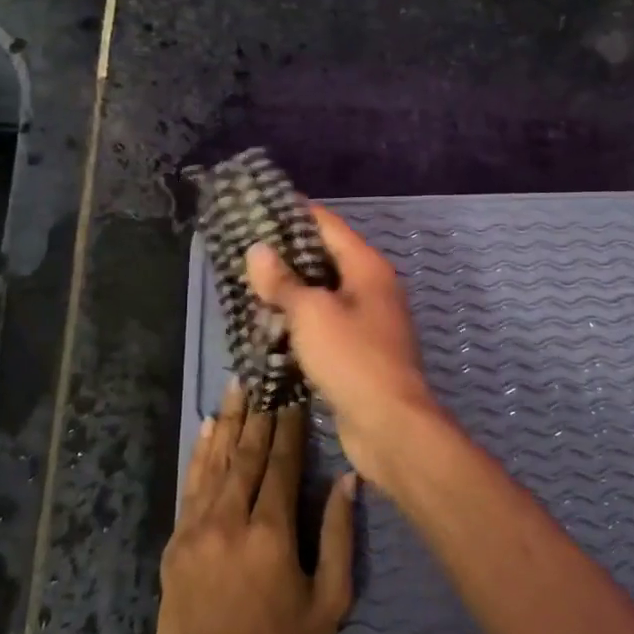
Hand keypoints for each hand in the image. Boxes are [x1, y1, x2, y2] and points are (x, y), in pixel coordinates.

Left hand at [155, 380, 356, 633]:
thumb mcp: (330, 600)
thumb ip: (339, 535)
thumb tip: (347, 479)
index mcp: (271, 532)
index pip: (281, 463)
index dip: (288, 425)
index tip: (293, 394)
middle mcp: (230, 520)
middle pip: (246, 454)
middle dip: (258, 413)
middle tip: (264, 378)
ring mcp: (196, 530)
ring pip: (215, 462)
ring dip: (228, 422)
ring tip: (236, 387)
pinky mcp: (175, 545)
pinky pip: (190, 487)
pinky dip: (200, 454)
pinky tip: (206, 429)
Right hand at [246, 204, 442, 486]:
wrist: (390, 425)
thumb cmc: (352, 358)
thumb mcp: (310, 313)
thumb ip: (282, 282)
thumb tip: (257, 250)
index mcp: (367, 267)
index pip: (327, 224)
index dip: (293, 213)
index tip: (257, 208)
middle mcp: (371, 288)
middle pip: (325, 259)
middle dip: (285, 256)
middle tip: (243, 252)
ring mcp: (368, 321)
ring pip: (323, 295)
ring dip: (290, 293)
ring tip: (248, 289)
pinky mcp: (359, 352)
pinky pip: (324, 326)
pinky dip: (300, 324)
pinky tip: (270, 330)